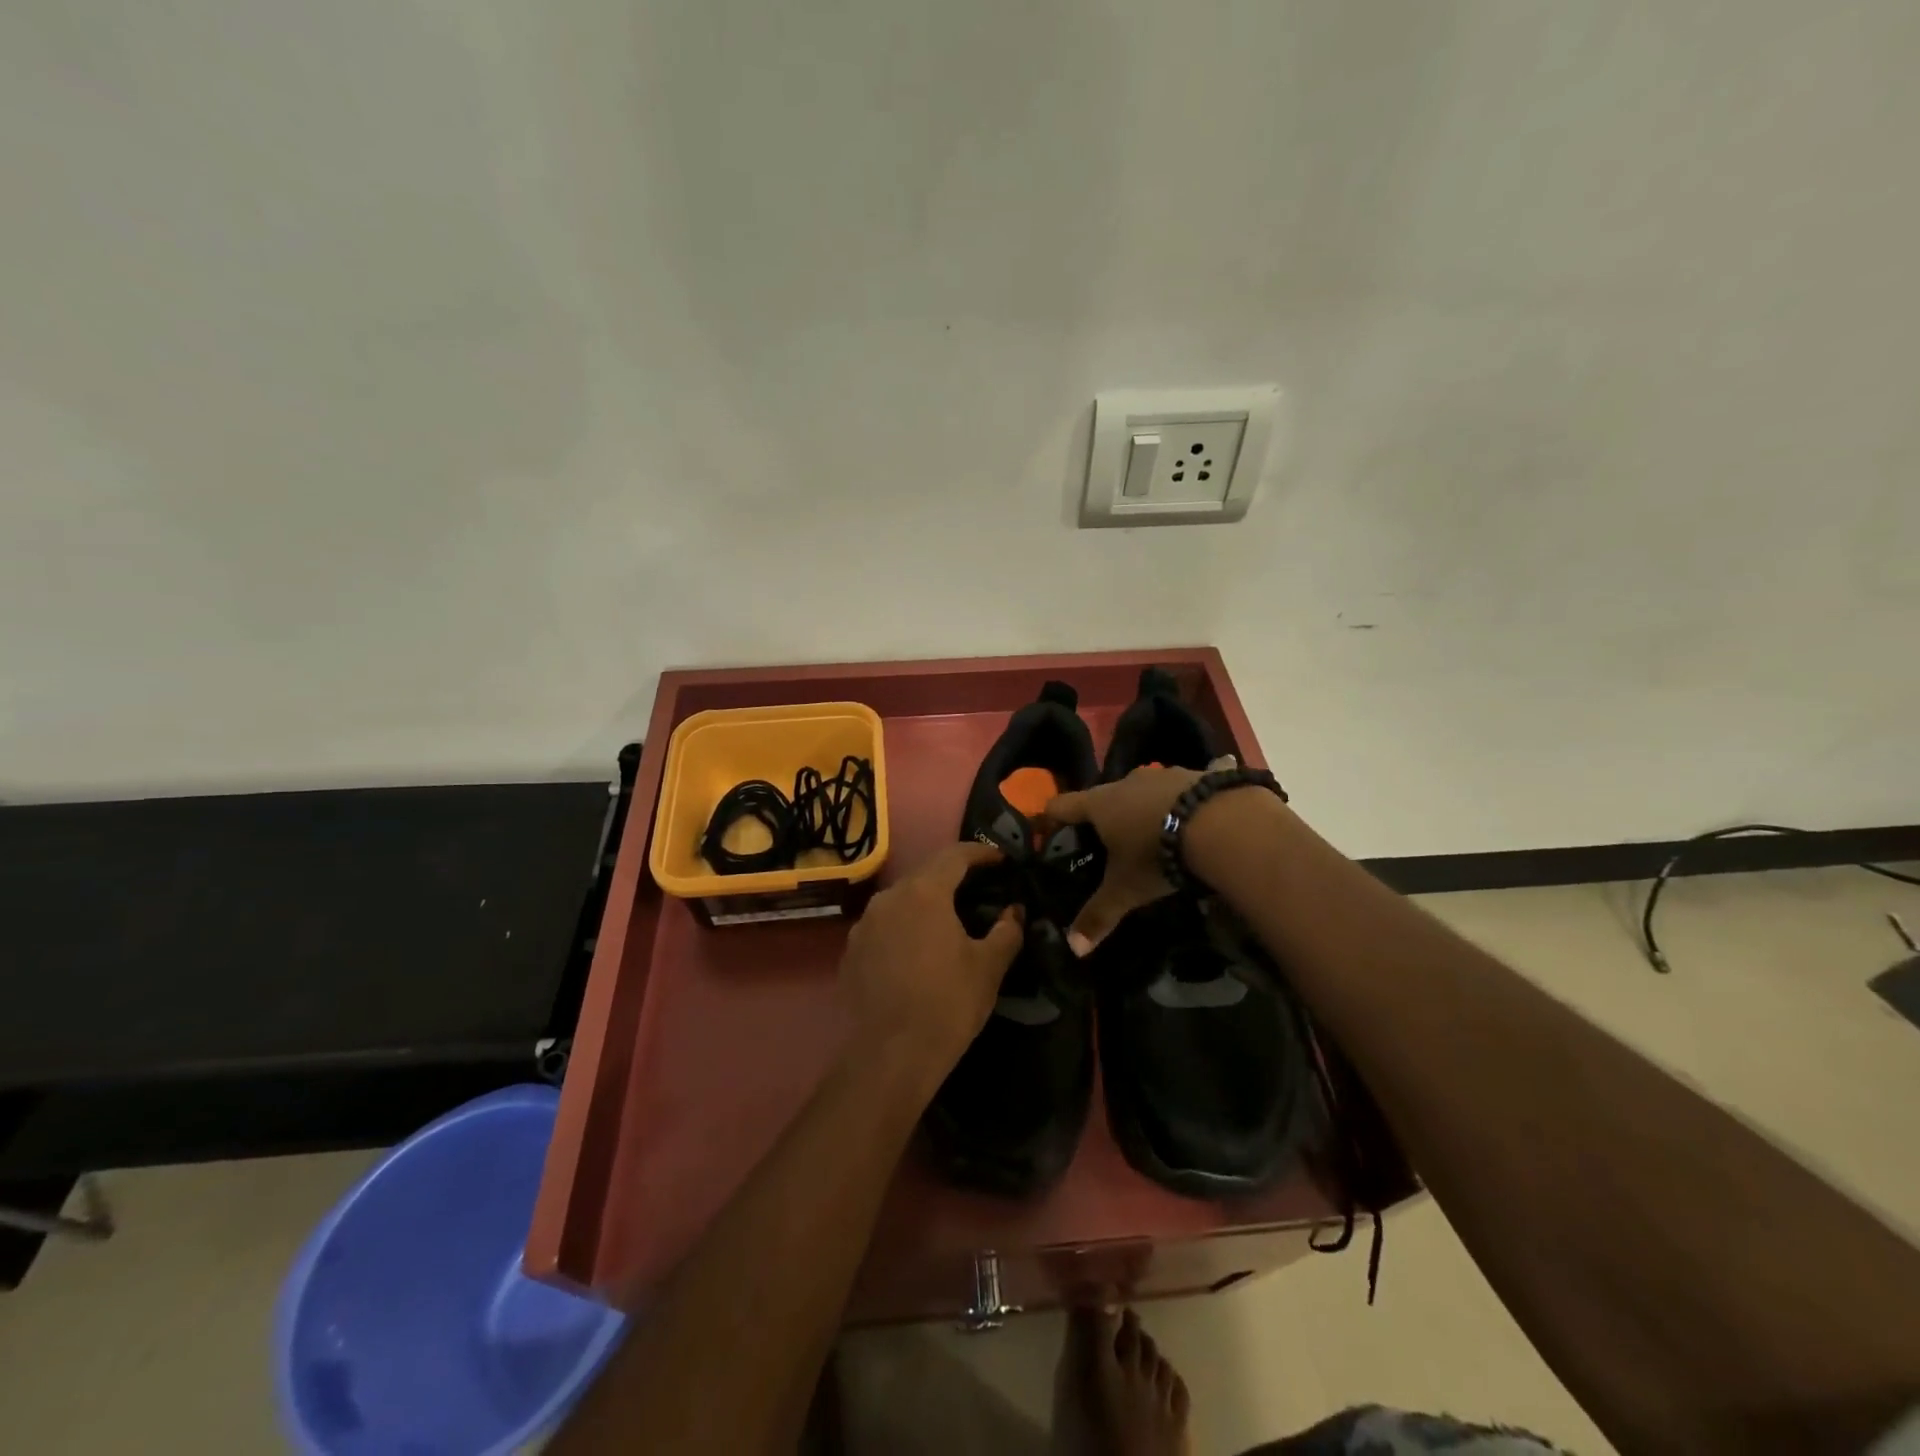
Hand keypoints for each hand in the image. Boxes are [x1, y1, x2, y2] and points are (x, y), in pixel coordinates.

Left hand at [839, 841, 1023, 1084]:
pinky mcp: (851, 951)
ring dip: (927, 902)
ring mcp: (864, 924)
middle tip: (980, 888)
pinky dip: (905, 927)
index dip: (980, 853)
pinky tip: (918, 950)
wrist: (890, 1056)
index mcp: (924, 892)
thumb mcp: (989, 967)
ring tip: (949, 920)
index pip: (955, 855)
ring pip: (901, 900)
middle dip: (953, 876)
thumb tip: (1015, 911)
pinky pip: (884, 926)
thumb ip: (1007, 931)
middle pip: (925, 873)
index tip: (1001, 859)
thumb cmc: (947, 1004)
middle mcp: (889, 898)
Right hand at [1044, 758, 1234, 945]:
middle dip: (1102, 817)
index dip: (1051, 818)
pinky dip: (1178, 804)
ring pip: (1142, 791)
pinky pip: (1180, 789)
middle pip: (1103, 796)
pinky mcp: (1197, 775)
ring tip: (1151, 834)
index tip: (1047, 832)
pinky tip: (1191, 822)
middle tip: (1105, 843)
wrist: (1222, 825)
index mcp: (1100, 804)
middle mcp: (1127, 781)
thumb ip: (1099, 915)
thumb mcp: (1126, 890)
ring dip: (1142, 808)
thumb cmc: (1157, 855)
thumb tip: (1074, 948)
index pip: (1062, 805)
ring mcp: (1164, 774)